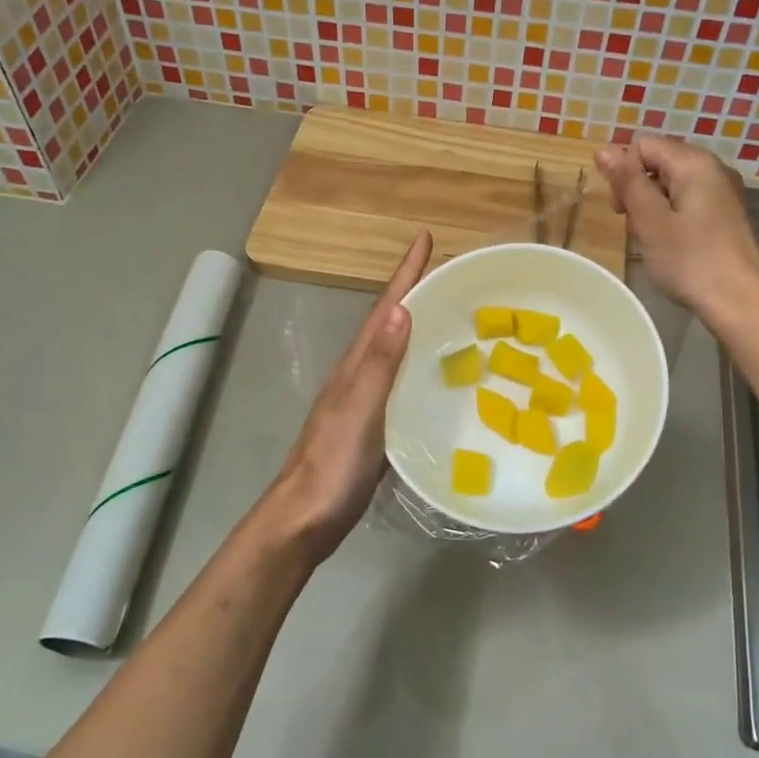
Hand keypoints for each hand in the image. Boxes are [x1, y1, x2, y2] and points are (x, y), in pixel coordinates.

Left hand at [259, 229, 433, 561]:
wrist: (305, 519)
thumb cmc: (332, 465)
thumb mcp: (358, 411)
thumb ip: (378, 364)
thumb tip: (402, 309)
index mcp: (355, 365)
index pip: (385, 309)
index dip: (405, 273)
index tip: (425, 238)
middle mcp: (359, 376)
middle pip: (391, 323)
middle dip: (416, 292)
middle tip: (451, 271)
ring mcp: (365, 402)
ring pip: (397, 353)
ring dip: (420, 327)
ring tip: (453, 314)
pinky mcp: (374, 427)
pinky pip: (403, 384)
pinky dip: (421, 369)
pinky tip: (439, 378)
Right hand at [594, 136, 758, 318]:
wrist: (740, 302)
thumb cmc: (689, 260)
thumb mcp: (650, 220)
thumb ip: (627, 182)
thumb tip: (603, 151)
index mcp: (694, 163)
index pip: (643, 146)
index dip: (623, 173)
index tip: (621, 210)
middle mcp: (713, 168)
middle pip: (659, 162)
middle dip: (638, 189)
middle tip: (636, 227)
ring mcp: (724, 192)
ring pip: (673, 184)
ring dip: (653, 206)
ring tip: (654, 239)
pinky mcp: (727, 214)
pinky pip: (689, 201)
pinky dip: (672, 216)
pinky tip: (673, 244)